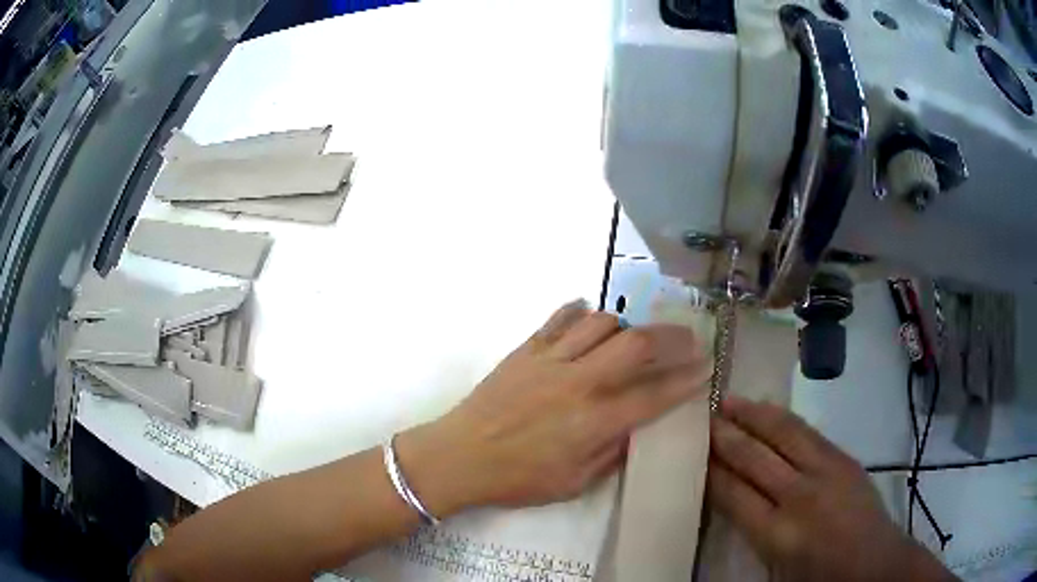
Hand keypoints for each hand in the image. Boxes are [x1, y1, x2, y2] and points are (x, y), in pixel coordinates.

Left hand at [398, 301, 709, 514]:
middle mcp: (578, 382)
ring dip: (627, 325)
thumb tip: (637, 427)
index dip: (687, 380)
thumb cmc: (518, 479)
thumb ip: (612, 453)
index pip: (655, 395)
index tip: (707, 368)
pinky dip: (582, 312)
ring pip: (602, 322)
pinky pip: (560, 317)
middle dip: (671, 337)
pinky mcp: (526, 349)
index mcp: (593, 421)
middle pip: (636, 344)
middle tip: (688, 338)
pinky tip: (590, 317)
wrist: (460, 455)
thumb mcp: (574, 483)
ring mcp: (550, 359)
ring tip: (634, 337)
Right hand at [709, 396, 954, 581]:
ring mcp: (825, 471)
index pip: (733, 493)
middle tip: (702, 417)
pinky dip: (782, 418)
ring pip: (783, 433)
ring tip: (729, 400)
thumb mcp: (775, 568)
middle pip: (754, 457)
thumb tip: (728, 497)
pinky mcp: (843, 458)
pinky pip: (807, 431)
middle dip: (725, 436)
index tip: (692, 450)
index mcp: (777, 534)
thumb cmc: (818, 577)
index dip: (711, 469)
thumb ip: (751, 532)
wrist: (874, 562)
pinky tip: (768, 410)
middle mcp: (799, 496)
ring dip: (753, 415)